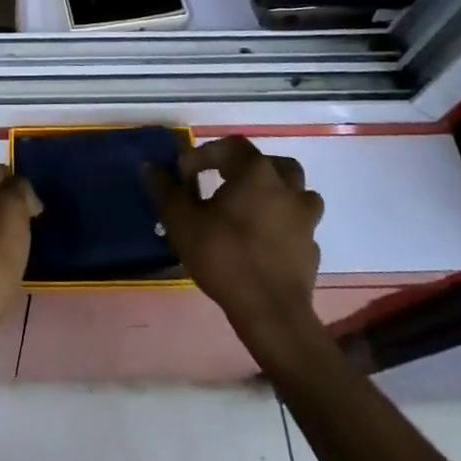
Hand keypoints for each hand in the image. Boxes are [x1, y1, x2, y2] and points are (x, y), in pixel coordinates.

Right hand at [145, 136, 323, 343]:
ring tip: (249, 208)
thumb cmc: (224, 257)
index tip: (183, 178)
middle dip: (246, 168)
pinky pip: (297, 224)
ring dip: (274, 193)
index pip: (229, 147)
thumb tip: (149, 167)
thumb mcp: (182, 222)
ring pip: (295, 191)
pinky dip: (282, 224)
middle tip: (224, 183)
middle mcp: (286, 187)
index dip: (202, 156)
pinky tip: (263, 240)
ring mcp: (305, 219)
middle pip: (270, 163)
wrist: (271, 313)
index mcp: (256, 173)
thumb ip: (165, 190)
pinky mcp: (311, 248)